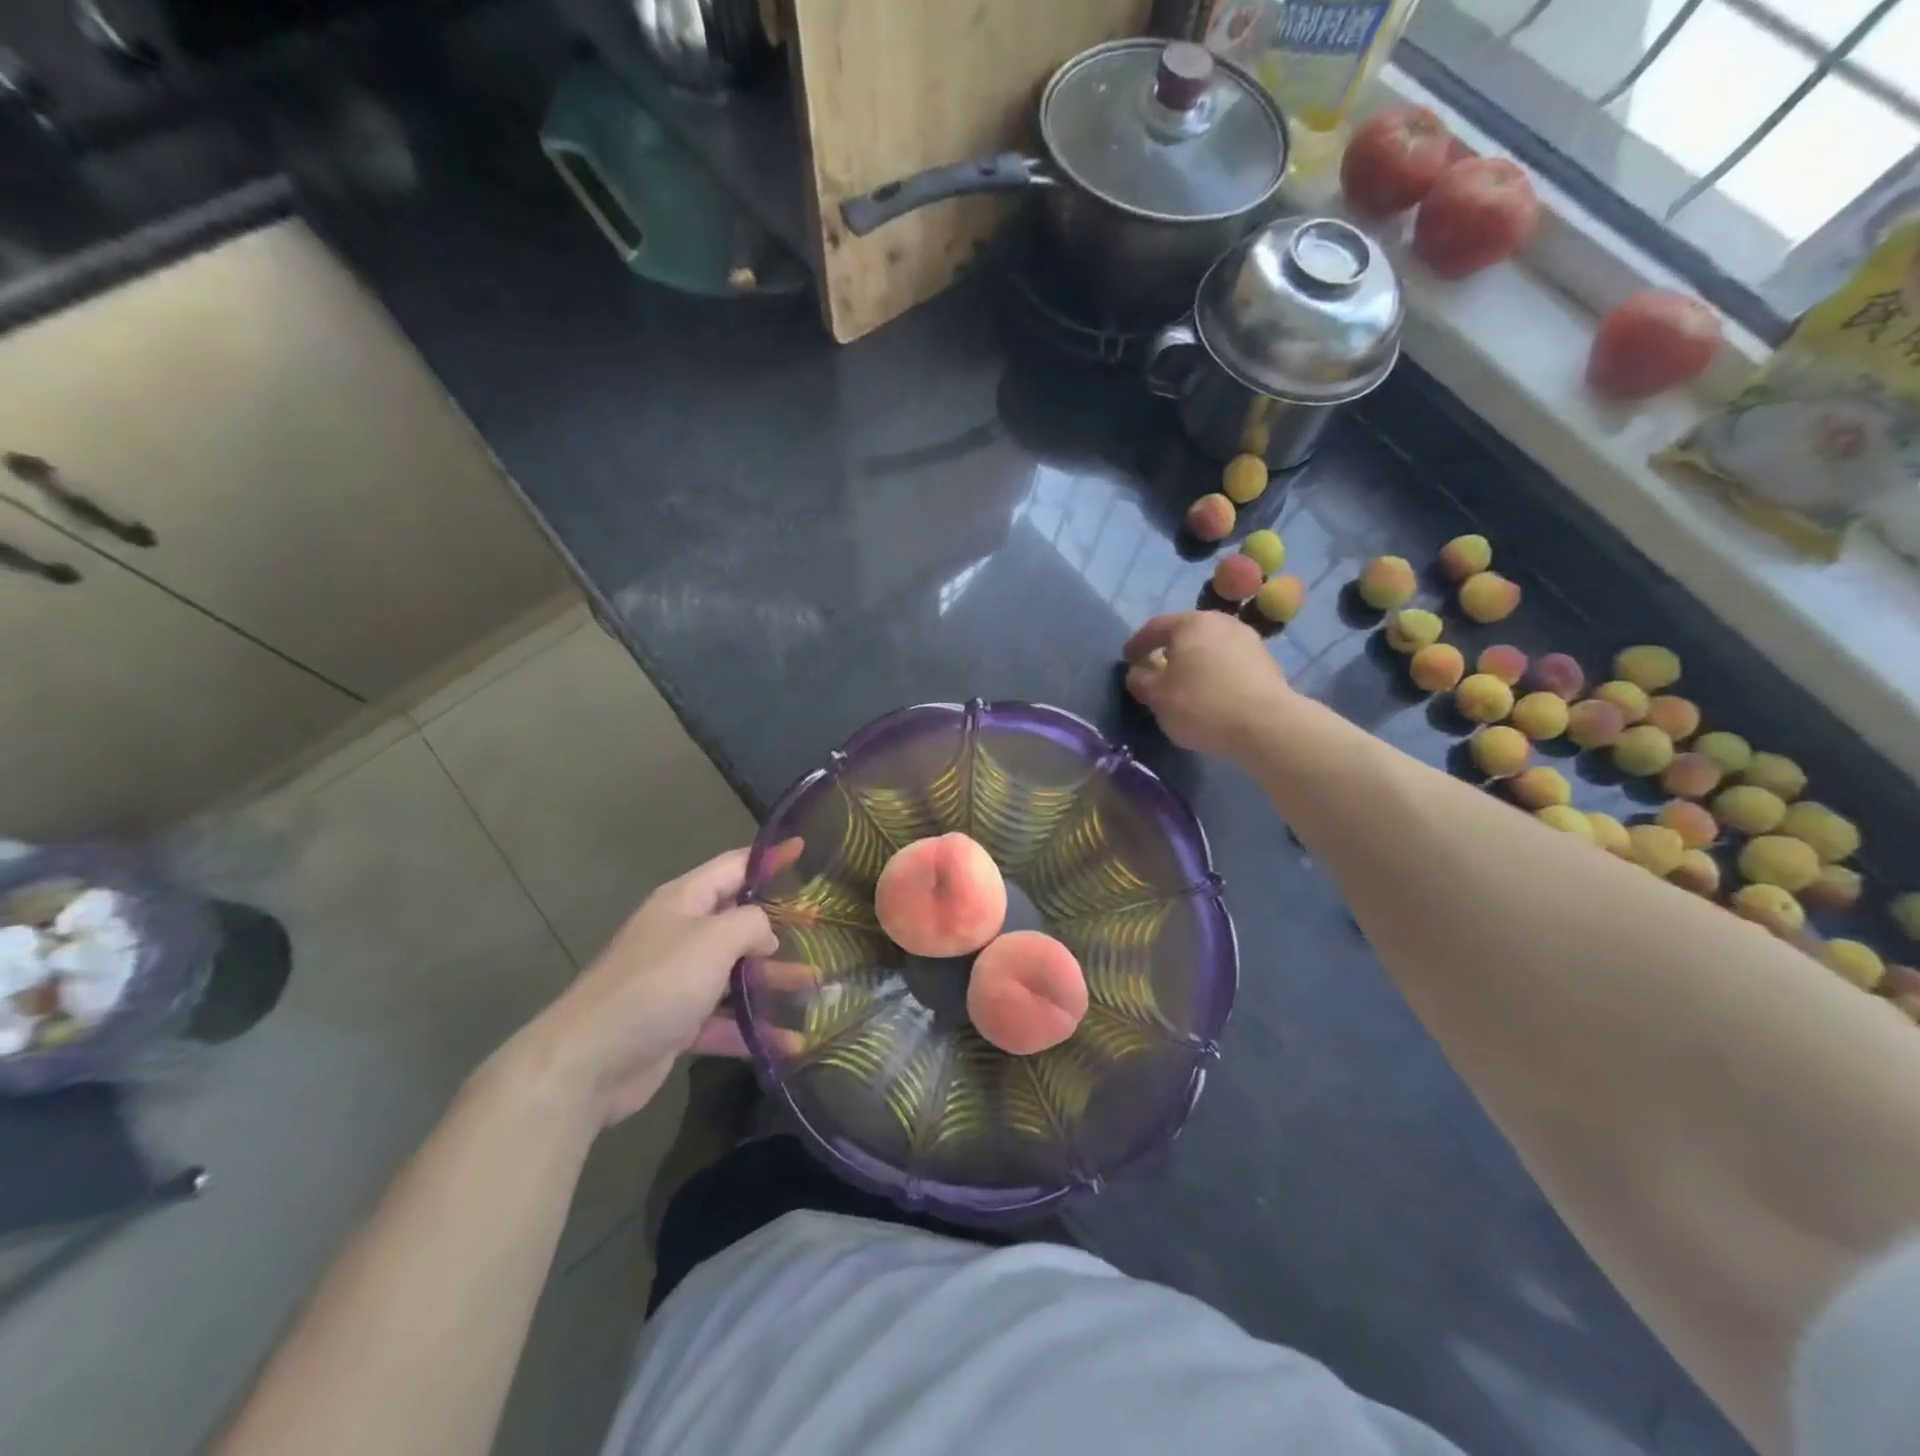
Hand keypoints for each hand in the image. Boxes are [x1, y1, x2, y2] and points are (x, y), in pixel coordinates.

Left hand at [512, 844, 793, 1126]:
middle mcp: (680, 936)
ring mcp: (676, 982)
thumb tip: (767, 933)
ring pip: (735, 974)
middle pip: (737, 923)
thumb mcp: (713, 939)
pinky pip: (723, 1020)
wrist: (587, 1061)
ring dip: (773, 980)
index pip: (733, 867)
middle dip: (778, 927)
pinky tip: (789, 1043)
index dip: (769, 858)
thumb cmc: (656, 984)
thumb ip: (751, 924)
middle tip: (821, 930)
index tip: (803, 850)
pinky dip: (752, 1029)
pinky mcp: (675, 1024)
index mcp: (684, 902)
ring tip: (816, 986)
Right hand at [1123, 612, 1290, 758]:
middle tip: (1155, 670)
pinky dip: (1215, 673)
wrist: (1266, 725)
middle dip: (1168, 651)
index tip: (1127, 660)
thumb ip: (1140, 680)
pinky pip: (1229, 662)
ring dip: (1194, 662)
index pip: (1155, 627)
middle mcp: (1221, 622)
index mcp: (1191, 623)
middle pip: (1186, 634)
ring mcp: (1248, 640)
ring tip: (1185, 685)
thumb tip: (1138, 672)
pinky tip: (1212, 693)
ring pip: (1210, 647)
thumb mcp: (1157, 697)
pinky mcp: (1266, 662)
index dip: (1137, 644)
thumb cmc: (1202, 705)